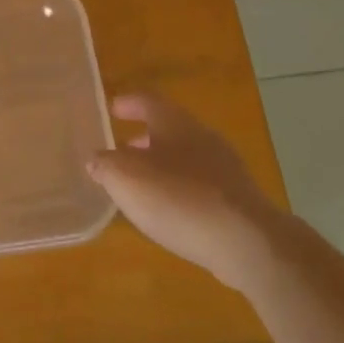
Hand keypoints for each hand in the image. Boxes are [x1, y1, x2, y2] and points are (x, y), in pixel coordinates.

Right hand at [87, 93, 274, 286]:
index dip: (129, 103)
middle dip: (144, 138)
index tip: (112, 108)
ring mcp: (225, 168)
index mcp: (175, 123)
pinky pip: (201, 185)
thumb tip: (97, 159)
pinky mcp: (238, 199)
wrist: (246, 241)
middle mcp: (202, 137)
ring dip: (162, 165)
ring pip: (186, 157)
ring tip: (140, 185)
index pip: (148, 101)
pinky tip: (169, 211)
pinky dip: (180, 190)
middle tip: (121, 149)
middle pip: (169, 129)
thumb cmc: (177, 198)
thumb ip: (105, 165)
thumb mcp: (125, 178)